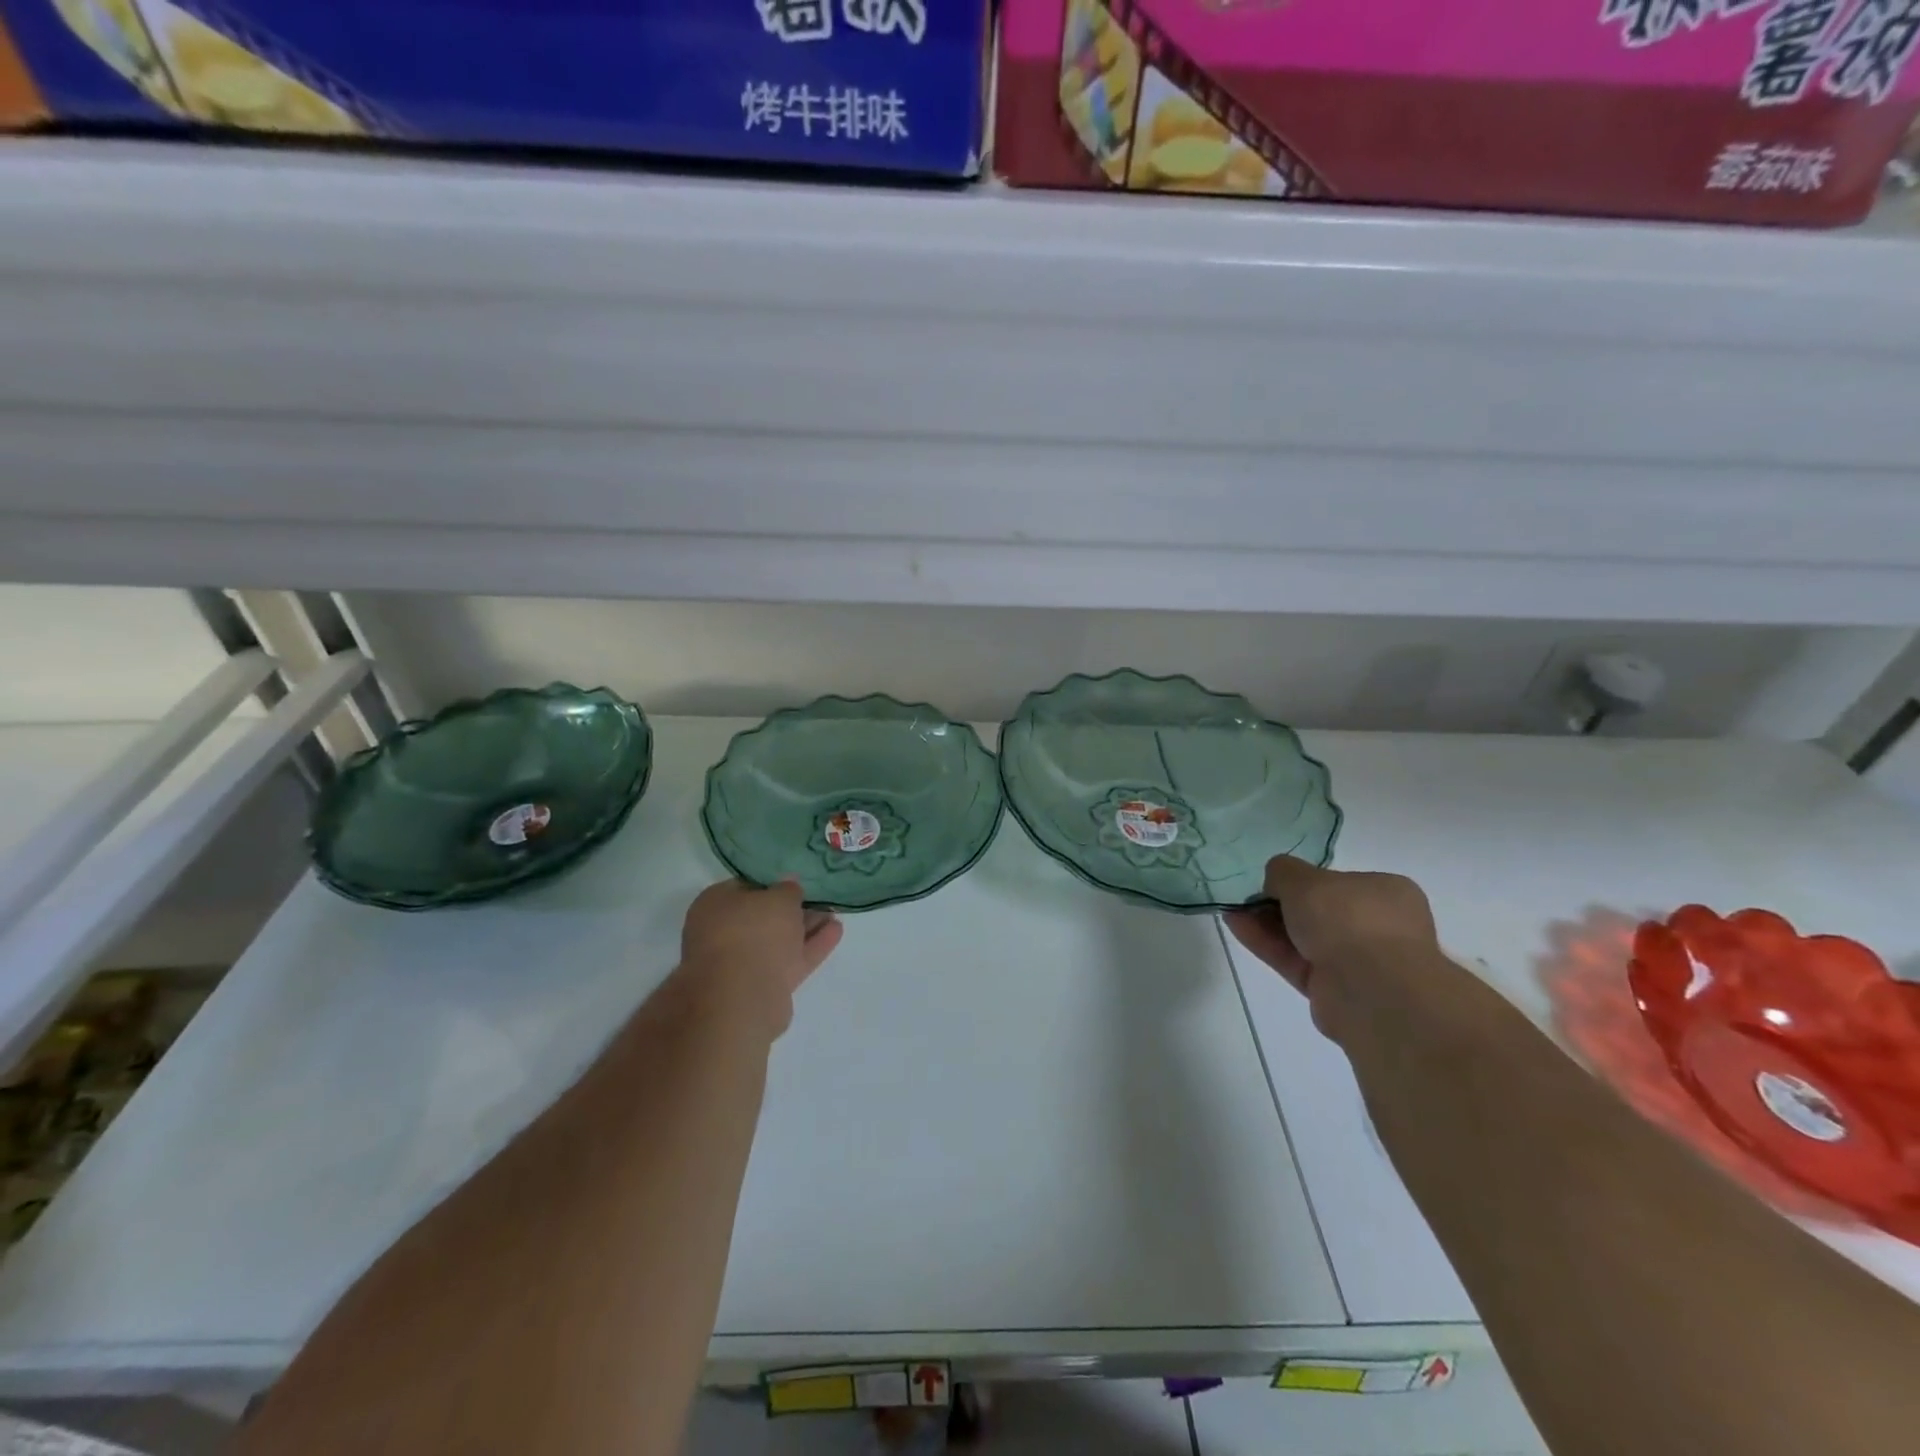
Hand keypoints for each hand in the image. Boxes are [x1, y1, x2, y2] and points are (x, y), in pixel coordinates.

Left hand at [680, 879, 843, 1035]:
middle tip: (818, 897)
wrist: (743, 997)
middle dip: (791, 909)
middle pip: (762, 917)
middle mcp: (722, 933)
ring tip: (834, 912)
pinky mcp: (762, 986)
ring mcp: (741, 963)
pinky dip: (811, 946)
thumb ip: (788, 889)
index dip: (771, 883)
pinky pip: (790, 959)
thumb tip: (789, 885)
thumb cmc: (754, 932)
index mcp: (714, 906)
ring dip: (805, 927)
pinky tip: (836, 931)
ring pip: (778, 940)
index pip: (744, 886)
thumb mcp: (779, 897)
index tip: (795, 881)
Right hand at [1224, 856, 1436, 1045]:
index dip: (1304, 880)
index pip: (1340, 883)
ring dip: (1268, 924)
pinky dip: (1267, 945)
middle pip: (1319, 912)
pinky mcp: (1334, 991)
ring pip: (1304, 938)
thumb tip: (1276, 881)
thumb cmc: (1348, 919)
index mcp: (1387, 894)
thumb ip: (1283, 872)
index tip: (1273, 882)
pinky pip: (1295, 961)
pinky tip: (1237, 926)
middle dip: (1281, 904)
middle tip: (1248, 898)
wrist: (1372, 991)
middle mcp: (1379, 927)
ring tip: (1232, 910)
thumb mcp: (1305, 879)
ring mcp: (1358, 962)